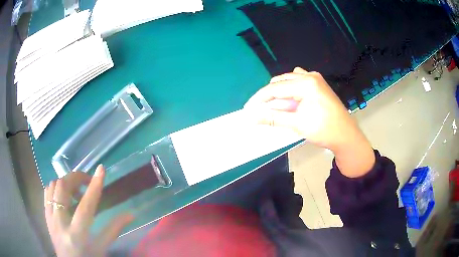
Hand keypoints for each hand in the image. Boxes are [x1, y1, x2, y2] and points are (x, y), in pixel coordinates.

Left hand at [44, 165, 133, 256]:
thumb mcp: (102, 249)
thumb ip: (113, 230)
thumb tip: (130, 214)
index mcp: (77, 235)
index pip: (85, 206)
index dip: (94, 187)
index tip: (101, 169)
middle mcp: (60, 223)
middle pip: (63, 189)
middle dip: (76, 178)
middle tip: (87, 180)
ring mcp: (50, 218)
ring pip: (53, 187)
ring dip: (66, 182)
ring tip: (76, 189)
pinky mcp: (46, 216)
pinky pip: (47, 192)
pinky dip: (56, 187)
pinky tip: (64, 194)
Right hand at [245, 67, 374, 176]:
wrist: (346, 136)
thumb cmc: (324, 130)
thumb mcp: (297, 124)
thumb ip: (273, 118)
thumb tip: (252, 118)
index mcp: (306, 83)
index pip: (275, 88)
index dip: (259, 98)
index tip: (247, 109)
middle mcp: (310, 76)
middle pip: (281, 82)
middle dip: (269, 96)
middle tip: (261, 111)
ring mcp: (315, 78)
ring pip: (288, 80)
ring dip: (279, 92)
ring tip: (274, 107)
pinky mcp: (318, 84)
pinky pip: (298, 81)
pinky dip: (290, 90)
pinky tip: (290, 100)